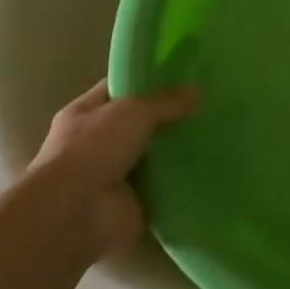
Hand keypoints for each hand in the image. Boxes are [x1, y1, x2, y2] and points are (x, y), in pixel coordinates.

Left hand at [28, 78, 199, 257]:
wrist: (75, 213)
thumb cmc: (93, 149)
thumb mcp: (133, 110)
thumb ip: (166, 101)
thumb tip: (197, 91)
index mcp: (84, 113)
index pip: (118, 88)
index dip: (146, 79)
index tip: (182, 75)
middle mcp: (96, 143)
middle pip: (139, 123)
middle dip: (168, 116)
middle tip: (204, 105)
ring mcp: (114, 175)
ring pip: (153, 155)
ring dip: (177, 150)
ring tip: (214, 134)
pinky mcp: (132, 201)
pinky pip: (163, 186)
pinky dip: (181, 180)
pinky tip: (209, 167)